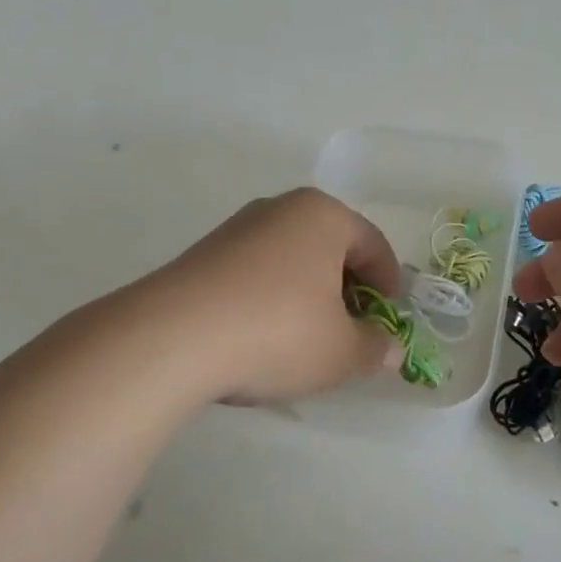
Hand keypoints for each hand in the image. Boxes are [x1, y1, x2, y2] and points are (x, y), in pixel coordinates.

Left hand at [147, 188, 401, 405]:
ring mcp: (237, 229)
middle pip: (331, 249)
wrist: (171, 339)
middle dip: (348, 291)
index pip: (374, 245)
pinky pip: (256, 274)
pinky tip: (263, 338)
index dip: (389, 287)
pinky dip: (271, 300)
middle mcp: (280, 209)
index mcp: (323, 215)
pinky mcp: (203, 255)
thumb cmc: (277, 332)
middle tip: (351, 333)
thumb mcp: (341, 352)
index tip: (388, 323)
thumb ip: (374, 348)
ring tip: (306, 341)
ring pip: (292, 261)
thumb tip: (388, 349)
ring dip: (308, 297)